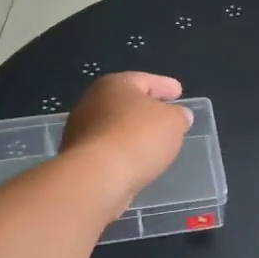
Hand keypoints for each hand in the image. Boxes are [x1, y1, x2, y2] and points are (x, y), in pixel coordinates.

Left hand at [61, 73, 192, 211]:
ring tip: (154, 145)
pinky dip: (123, 153)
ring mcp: (81, 130)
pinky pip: (109, 149)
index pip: (145, 80)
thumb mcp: (173, 122)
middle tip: (167, 118)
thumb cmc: (138, 138)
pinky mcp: (79, 158)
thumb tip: (179, 115)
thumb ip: (179, 115)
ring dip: (133, 133)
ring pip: (115, 127)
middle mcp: (92, 102)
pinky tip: (136, 162)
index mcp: (115, 84)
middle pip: (126, 102)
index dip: (165, 85)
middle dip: (146, 109)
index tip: (178, 92)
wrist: (97, 177)